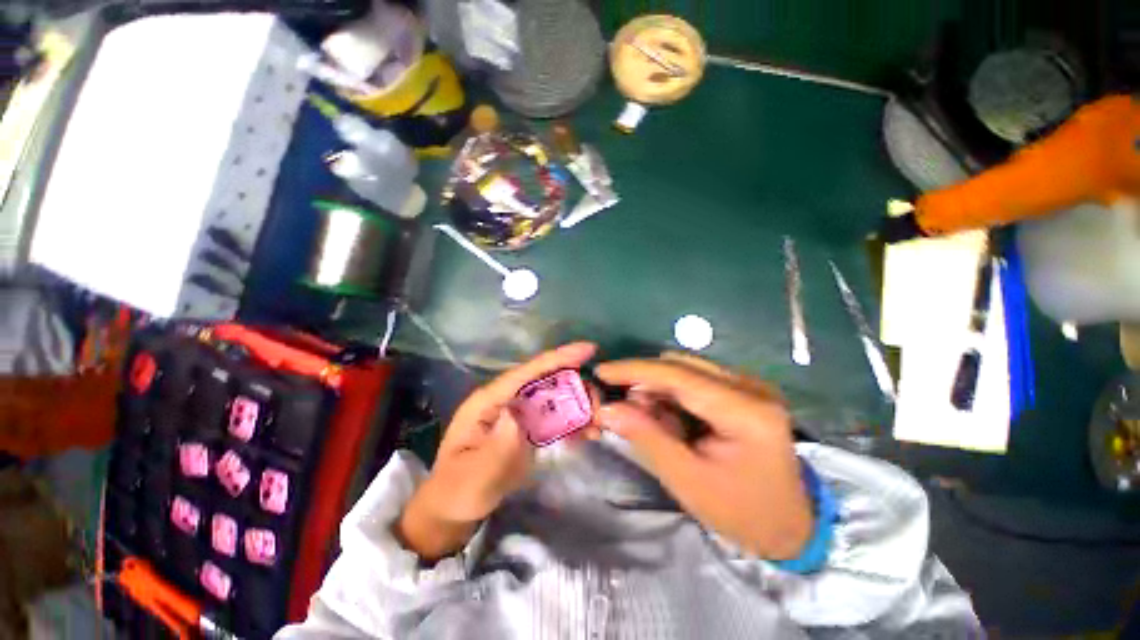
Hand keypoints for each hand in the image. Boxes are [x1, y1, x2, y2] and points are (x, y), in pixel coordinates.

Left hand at [396, 342, 597, 560]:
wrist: (453, 509)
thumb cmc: (458, 491)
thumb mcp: (474, 475)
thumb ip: (496, 446)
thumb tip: (519, 413)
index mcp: (488, 400)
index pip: (526, 372)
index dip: (557, 358)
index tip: (588, 349)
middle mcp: (505, 399)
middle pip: (545, 380)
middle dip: (575, 383)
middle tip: (600, 402)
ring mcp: (517, 413)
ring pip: (553, 397)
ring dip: (578, 403)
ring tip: (597, 420)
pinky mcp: (526, 427)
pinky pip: (554, 416)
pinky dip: (572, 420)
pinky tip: (587, 431)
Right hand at [596, 353, 812, 559]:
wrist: (791, 525)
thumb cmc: (742, 512)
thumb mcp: (688, 481)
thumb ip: (647, 438)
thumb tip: (607, 408)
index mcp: (745, 411)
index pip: (679, 375)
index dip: (635, 370)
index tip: (602, 371)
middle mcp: (750, 386)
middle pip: (681, 365)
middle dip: (645, 382)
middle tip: (625, 410)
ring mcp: (749, 385)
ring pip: (686, 368)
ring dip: (658, 389)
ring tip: (651, 421)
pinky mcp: (743, 390)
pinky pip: (695, 379)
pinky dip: (673, 394)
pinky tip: (670, 419)